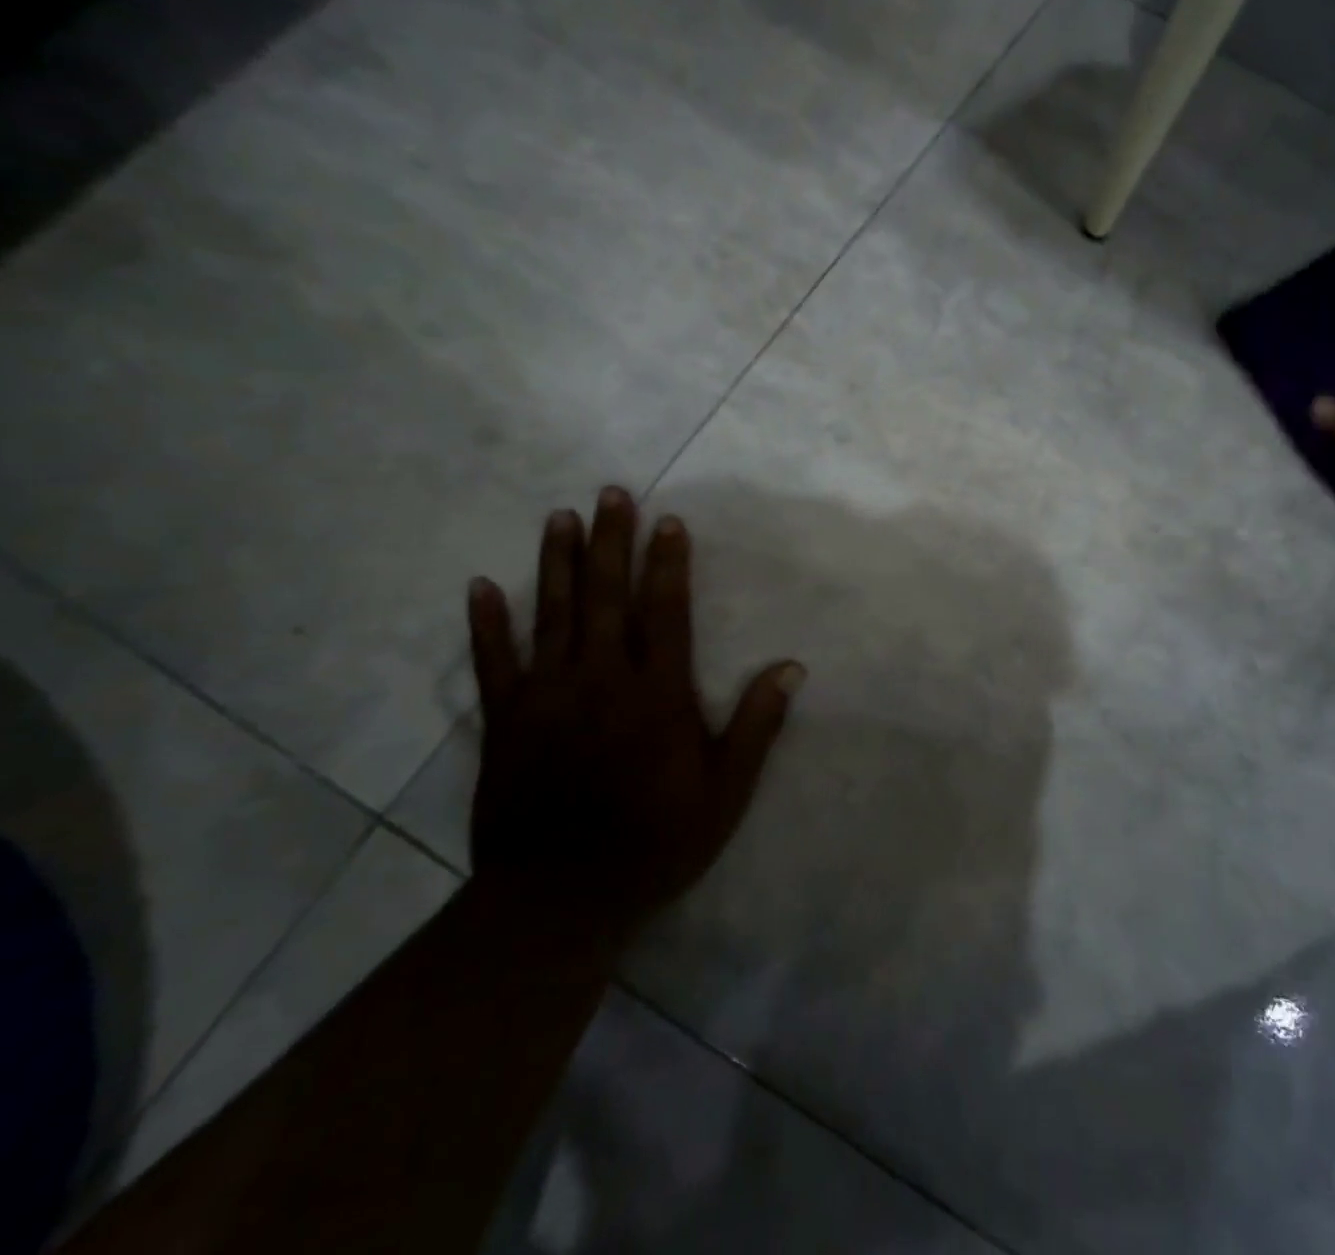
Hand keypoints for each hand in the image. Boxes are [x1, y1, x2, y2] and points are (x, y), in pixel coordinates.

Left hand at [465, 486, 803, 938]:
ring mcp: (547, 697)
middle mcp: (601, 680)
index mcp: (657, 693)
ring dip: (557, 563)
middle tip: (610, 494)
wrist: (560, 900)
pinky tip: (481, 585)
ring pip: (552, 615)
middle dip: (611, 542)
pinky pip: (494, 663)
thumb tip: (791, 667)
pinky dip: (486, 623)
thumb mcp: (726, 791)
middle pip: (606, 597)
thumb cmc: (656, 842)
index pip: (665, 611)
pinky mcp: (505, 722)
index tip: (668, 521)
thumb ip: (757, 725)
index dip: (668, 563)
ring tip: (559, 518)